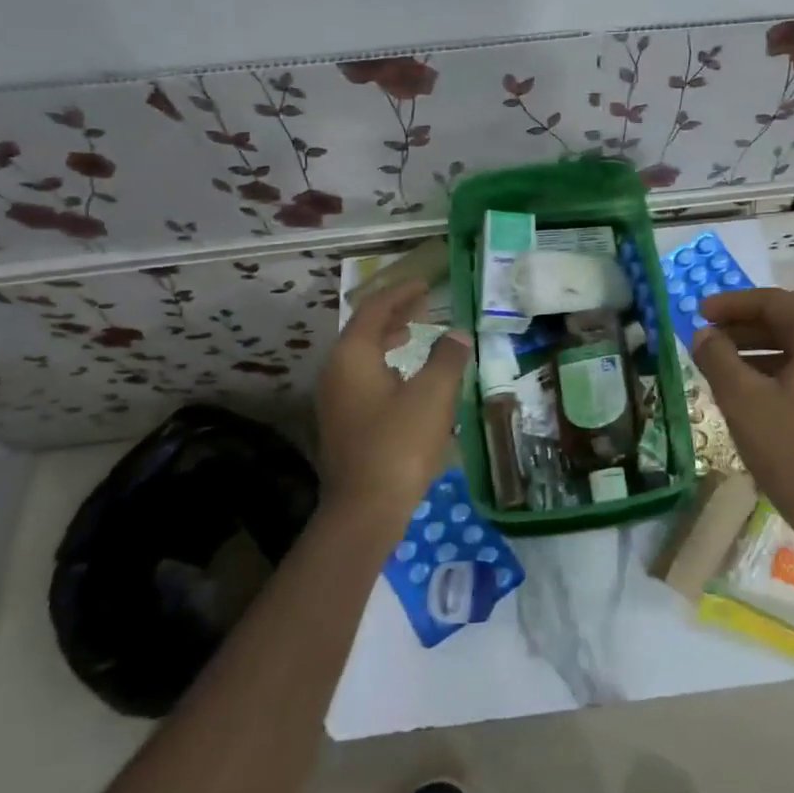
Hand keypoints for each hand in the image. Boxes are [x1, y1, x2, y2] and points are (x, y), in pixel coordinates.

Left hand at [318, 280, 471, 531]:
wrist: (365, 508)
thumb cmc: (399, 444)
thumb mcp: (433, 395)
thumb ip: (447, 358)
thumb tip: (458, 334)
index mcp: (352, 356)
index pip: (374, 309)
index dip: (401, 293)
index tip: (425, 284)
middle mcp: (336, 372)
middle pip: (364, 330)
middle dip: (394, 314)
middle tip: (424, 305)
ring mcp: (335, 399)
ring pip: (362, 355)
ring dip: (389, 339)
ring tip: (415, 333)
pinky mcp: (343, 422)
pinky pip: (363, 377)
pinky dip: (385, 364)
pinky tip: (406, 378)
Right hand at [692, 289, 793, 551]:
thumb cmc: (793, 451)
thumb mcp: (743, 400)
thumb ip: (717, 358)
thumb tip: (703, 334)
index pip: (774, 302)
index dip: (731, 304)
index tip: (698, 312)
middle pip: (789, 323)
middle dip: (743, 328)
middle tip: (706, 338)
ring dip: (758, 352)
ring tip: (720, 365)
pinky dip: (779, 372)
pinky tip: (751, 391)